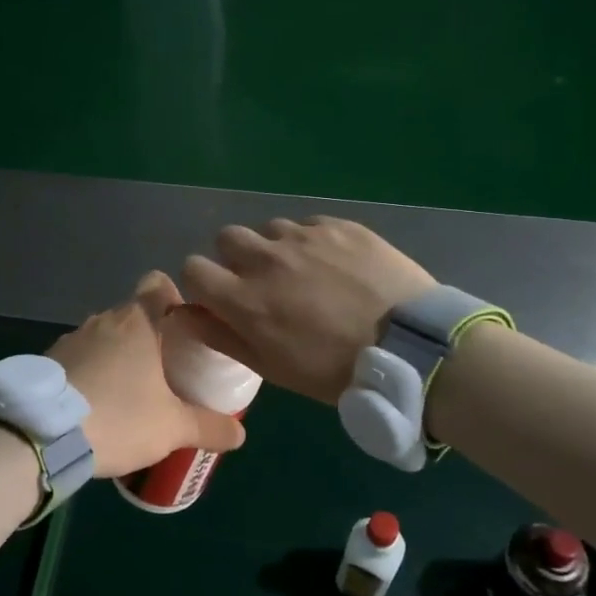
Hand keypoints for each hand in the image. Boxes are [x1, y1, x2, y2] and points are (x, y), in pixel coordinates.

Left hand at [48, 272, 246, 478]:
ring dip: (118, 356)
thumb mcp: (172, 428)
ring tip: (130, 392)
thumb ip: (209, 426)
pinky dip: (90, 372)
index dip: (174, 298)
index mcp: (136, 323)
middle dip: (150, 337)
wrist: (42, 435)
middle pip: (133, 314)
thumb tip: (240, 433)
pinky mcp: (48, 361)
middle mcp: (102, 320)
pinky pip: (79, 357)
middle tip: (166, 370)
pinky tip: (96, 404)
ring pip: (104, 337)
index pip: (158, 284)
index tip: (184, 328)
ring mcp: (71, 339)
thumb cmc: (118, 418)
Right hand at [181, 217, 436, 403]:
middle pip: (227, 238)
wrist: (410, 347)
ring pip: (270, 229)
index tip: (221, 296)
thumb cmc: (335, 370)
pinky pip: (309, 225)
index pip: (194, 268)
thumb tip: (184, 314)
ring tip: (304, 272)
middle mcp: (267, 259)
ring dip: (275, 248)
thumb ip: (222, 336)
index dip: (203, 283)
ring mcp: (304, 237)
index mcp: (244, 299)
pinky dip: (311, 241)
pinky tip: (335, 264)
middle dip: (235, 257)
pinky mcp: (339, 226)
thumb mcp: (272, 367)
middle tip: (262, 282)